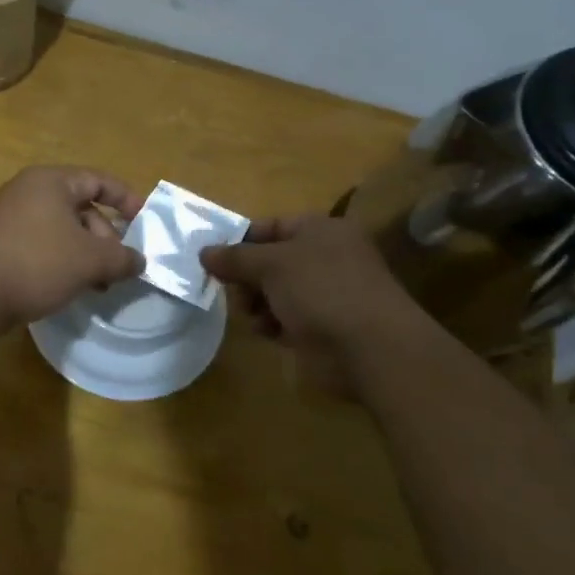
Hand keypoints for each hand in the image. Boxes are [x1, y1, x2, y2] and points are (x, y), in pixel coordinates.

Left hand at [0, 167, 145, 325]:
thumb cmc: (36, 262)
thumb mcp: (90, 260)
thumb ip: (122, 258)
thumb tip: (139, 261)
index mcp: (51, 181)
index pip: (99, 180)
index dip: (127, 199)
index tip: (145, 223)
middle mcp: (28, 191)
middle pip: (81, 208)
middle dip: (106, 238)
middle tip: (117, 269)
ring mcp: (9, 217)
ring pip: (61, 230)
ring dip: (85, 255)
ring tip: (97, 286)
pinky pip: (41, 245)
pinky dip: (61, 261)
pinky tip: (68, 287)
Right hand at [200, 215, 418, 394]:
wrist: (370, 348)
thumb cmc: (321, 290)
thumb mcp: (271, 264)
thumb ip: (235, 258)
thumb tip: (204, 252)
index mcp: (321, 230)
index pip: (271, 226)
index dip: (241, 241)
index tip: (213, 260)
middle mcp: (326, 257)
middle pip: (271, 261)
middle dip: (247, 277)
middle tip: (232, 291)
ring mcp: (327, 293)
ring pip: (276, 291)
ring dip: (257, 302)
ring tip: (252, 315)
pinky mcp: (325, 326)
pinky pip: (288, 318)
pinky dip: (274, 323)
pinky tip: (268, 332)